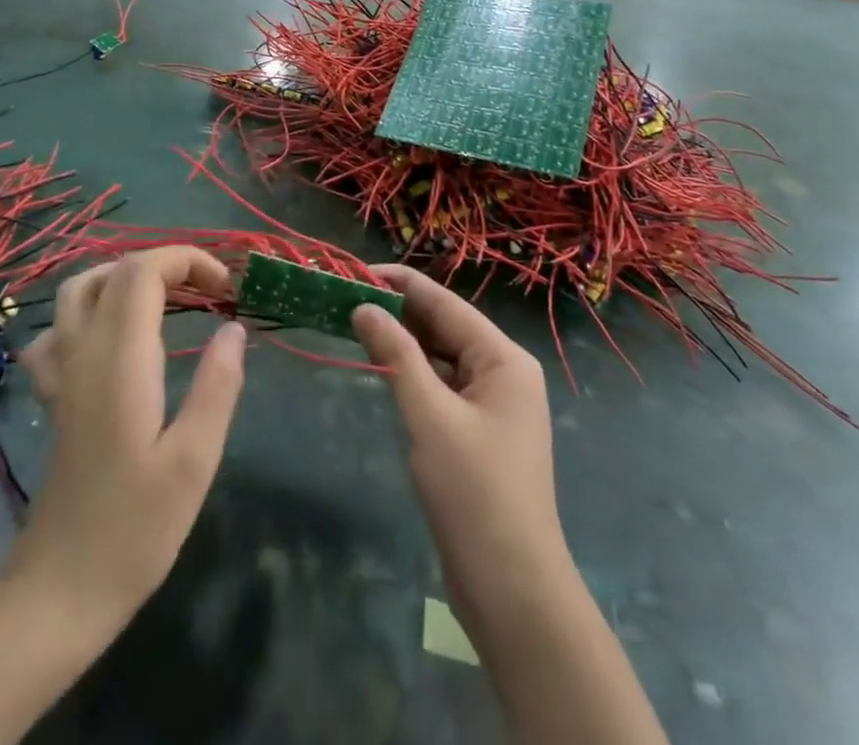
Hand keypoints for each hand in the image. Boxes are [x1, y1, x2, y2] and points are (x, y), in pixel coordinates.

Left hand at [13, 247, 245, 630]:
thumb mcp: (194, 461)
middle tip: (209, 291)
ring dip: (125, 277)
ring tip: (167, 298)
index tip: (226, 289)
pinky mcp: (53, 396)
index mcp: (121, 359)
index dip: (187, 260)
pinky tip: (112, 338)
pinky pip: (58, 330)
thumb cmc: (135, 528)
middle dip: (167, 263)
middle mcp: (84, 352)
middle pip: (114, 270)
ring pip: (77, 290)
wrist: (59, 589)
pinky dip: (88, 314)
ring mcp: (61, 373)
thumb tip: (234, 328)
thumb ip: (218, 387)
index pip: (142, 271)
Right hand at [351, 267, 566, 618]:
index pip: (445, 303)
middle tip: (346, 296)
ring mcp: (494, 403)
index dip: (401, 283)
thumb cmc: (473, 491)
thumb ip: (396, 355)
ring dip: (403, 342)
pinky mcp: (480, 431)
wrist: (512, 588)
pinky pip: (443, 385)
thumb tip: (363, 306)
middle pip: (445, 326)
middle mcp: (504, 371)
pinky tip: (382, 367)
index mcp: (504, 358)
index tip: (356, 269)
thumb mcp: (429, 415)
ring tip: (355, 323)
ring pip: (443, 356)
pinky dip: (414, 373)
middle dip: (399, 311)